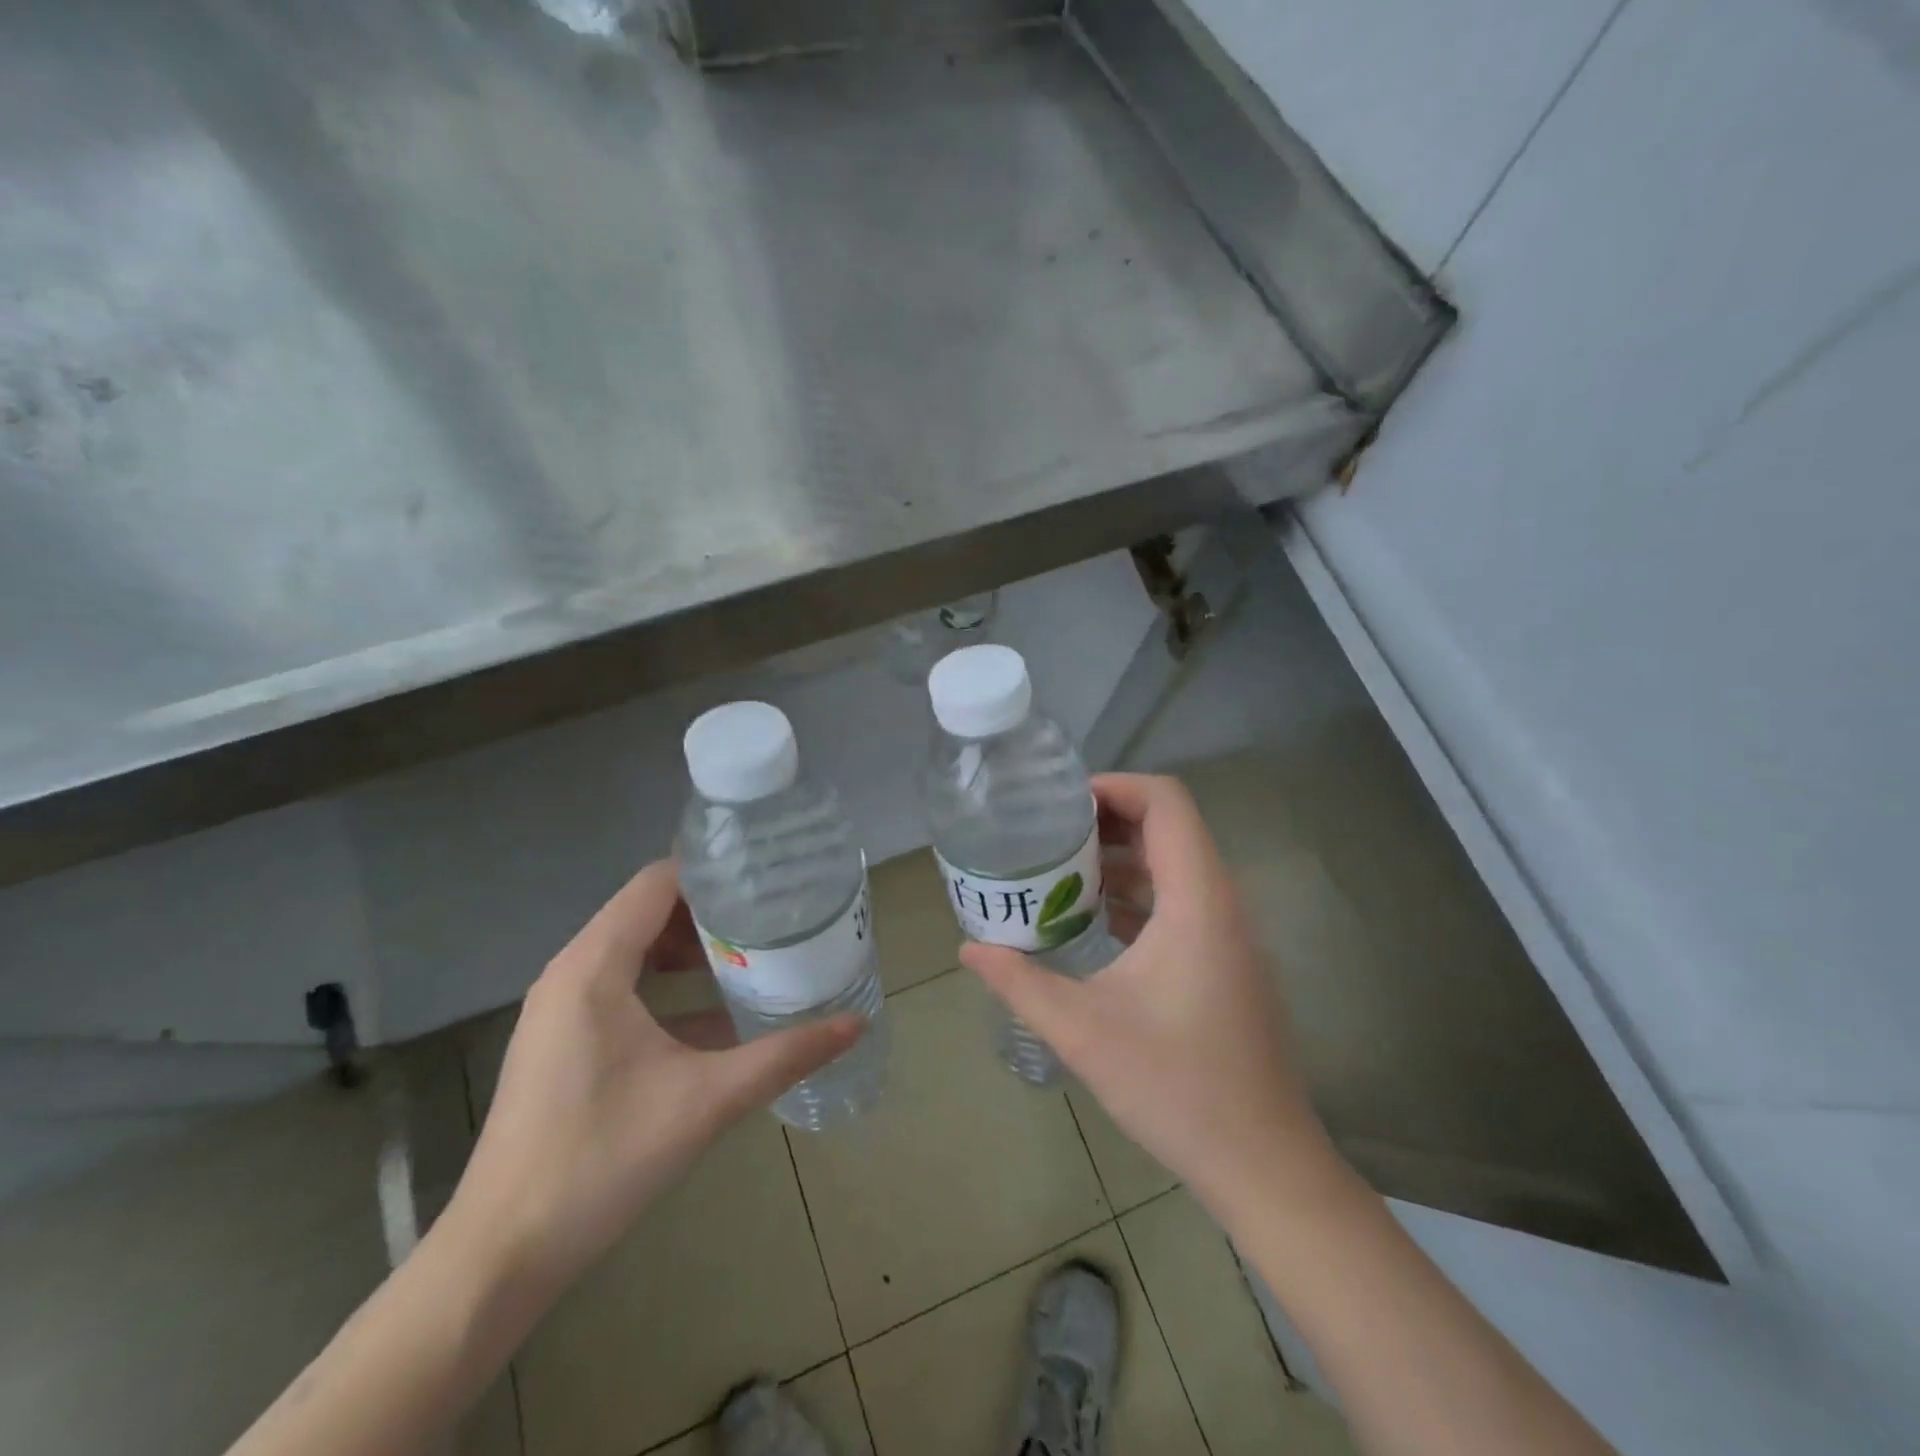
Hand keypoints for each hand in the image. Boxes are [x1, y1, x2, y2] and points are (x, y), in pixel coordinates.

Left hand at [445, 861, 862, 1295]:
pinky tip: (718, 1012)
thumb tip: (856, 1023)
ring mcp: (563, 1007)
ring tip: (754, 952)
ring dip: (691, 948)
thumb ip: (785, 1055)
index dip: (713, 872)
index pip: (657, 882)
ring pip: (636, 949)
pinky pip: (624, 986)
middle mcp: (572, 972)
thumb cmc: (601, 1160)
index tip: (768, 875)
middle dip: (711, 910)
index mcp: (595, 966)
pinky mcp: (565, 1039)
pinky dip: (669, 984)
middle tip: (773, 914)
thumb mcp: (706, 1100)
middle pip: (648, 910)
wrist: (502, 1255)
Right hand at [961, 773, 1341, 1221]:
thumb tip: (968, 949)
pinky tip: (1093, 919)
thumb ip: (1020, 982)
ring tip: (1060, 871)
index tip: (1061, 803)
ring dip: (1121, 858)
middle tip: (1048, 834)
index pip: (1167, 802)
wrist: (1262, 1163)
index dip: (1115, 786)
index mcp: (1197, 901)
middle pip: (1169, 826)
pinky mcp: (1225, 961)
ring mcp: (1228, 933)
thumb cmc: (1177, 1087)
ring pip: (1175, 864)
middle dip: (1108, 819)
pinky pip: (1180, 901)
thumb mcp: (1082, 1031)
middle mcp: (1221, 903)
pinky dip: (1137, 893)